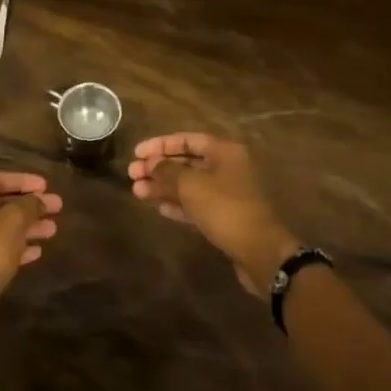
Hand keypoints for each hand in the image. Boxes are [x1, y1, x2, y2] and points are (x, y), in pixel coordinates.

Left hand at [0, 170, 61, 338]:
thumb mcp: (14, 220)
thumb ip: (29, 205)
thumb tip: (39, 200)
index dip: (22, 180)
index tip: (46, 186)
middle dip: (28, 205)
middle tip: (56, 207)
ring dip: (26, 227)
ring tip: (53, 230)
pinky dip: (15, 247)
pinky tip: (37, 252)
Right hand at [129, 134, 299, 296]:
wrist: (258, 250)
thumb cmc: (224, 208)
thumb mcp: (191, 185)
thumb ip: (167, 171)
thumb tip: (150, 163)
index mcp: (223, 152)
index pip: (187, 139)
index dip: (160, 145)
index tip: (136, 153)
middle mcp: (226, 168)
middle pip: (186, 162)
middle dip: (158, 168)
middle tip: (132, 174)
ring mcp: (226, 194)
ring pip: (188, 185)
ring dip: (163, 187)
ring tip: (137, 192)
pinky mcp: (223, 217)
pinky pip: (195, 204)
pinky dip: (176, 204)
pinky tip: (157, 207)